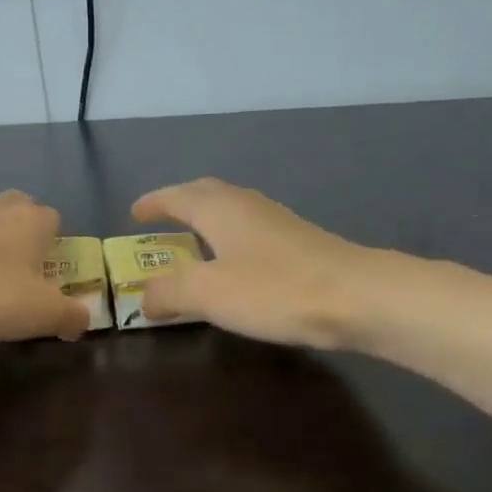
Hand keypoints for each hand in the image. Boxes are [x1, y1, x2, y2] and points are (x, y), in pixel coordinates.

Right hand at [130, 179, 379, 348]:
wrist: (357, 298)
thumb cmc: (274, 289)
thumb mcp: (208, 292)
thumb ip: (169, 292)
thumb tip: (144, 297)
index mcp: (220, 209)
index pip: (178, 196)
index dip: (154, 203)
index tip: (134, 213)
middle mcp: (248, 207)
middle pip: (207, 194)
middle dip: (181, 202)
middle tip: (162, 219)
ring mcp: (278, 224)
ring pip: (232, 212)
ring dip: (208, 221)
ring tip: (194, 241)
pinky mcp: (300, 245)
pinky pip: (251, 233)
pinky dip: (231, 241)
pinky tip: (236, 265)